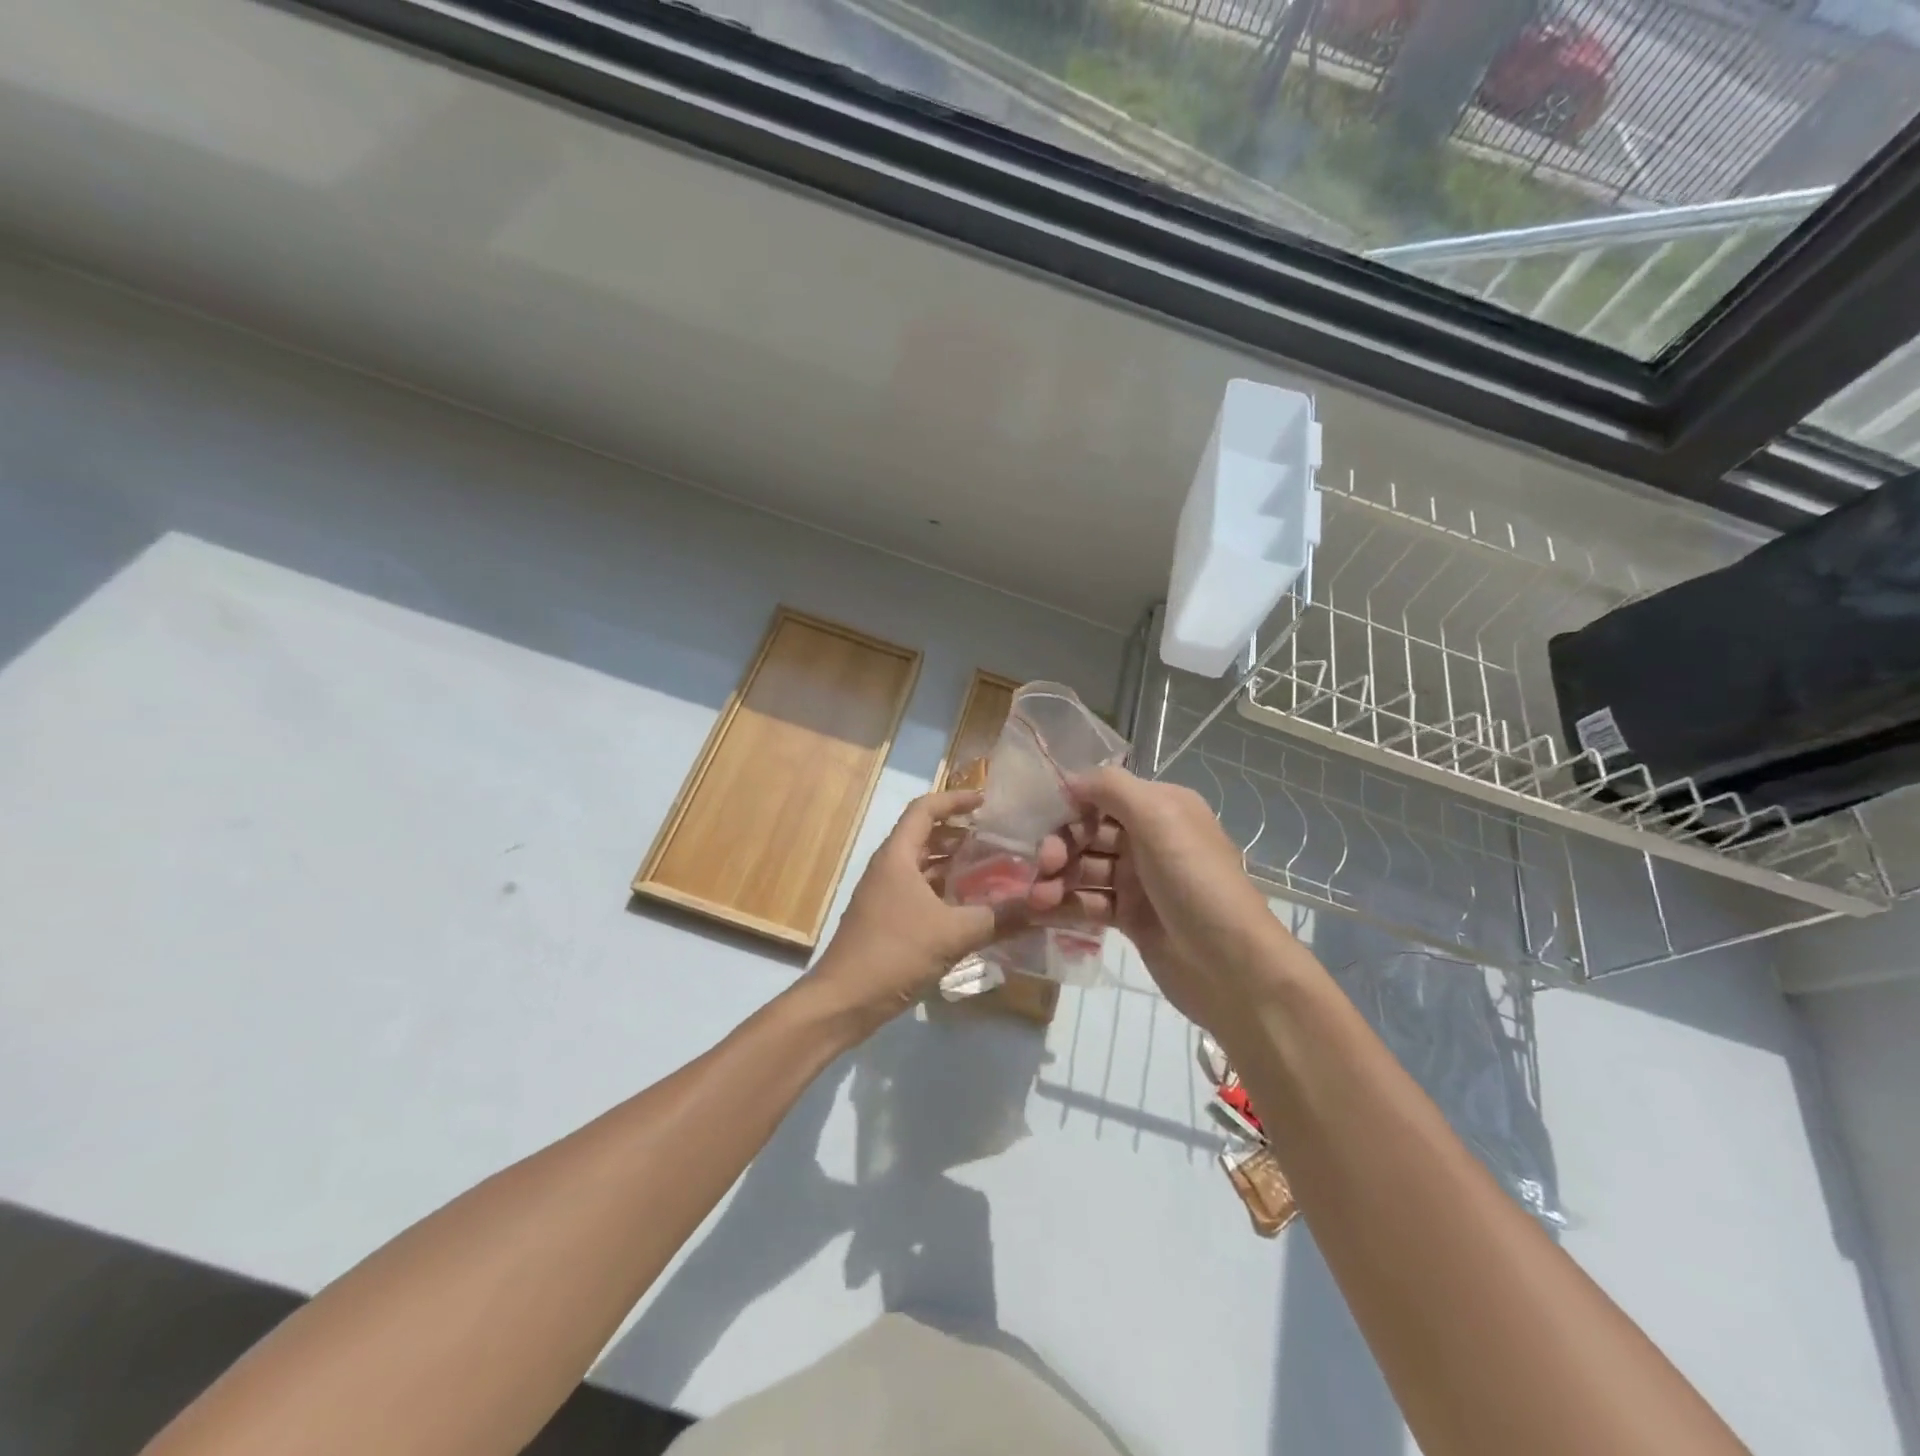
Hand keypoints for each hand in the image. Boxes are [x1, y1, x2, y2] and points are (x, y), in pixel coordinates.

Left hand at [807, 789, 1066, 1030]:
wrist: (843, 1002)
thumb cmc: (893, 953)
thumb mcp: (952, 933)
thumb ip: (998, 918)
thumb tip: (1042, 906)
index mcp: (897, 856)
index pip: (925, 809)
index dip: (955, 799)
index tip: (987, 800)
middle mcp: (889, 868)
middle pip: (926, 836)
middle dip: (962, 834)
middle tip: (1000, 837)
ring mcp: (886, 895)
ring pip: (925, 867)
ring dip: (956, 865)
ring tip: (995, 869)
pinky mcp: (888, 921)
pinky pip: (922, 893)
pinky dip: (947, 893)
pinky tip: (974, 908)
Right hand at [1065, 767, 1296, 1030]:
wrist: (1230, 966)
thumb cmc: (1194, 881)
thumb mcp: (1158, 818)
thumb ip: (1111, 788)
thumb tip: (1069, 780)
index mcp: (1161, 807)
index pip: (1103, 794)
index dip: (1071, 804)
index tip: (1042, 818)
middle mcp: (1149, 839)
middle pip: (1089, 832)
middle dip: (1061, 844)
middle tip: (1045, 864)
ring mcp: (1139, 881)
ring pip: (1085, 869)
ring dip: (1057, 878)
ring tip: (1037, 897)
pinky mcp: (1130, 918)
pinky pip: (1088, 902)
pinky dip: (1065, 905)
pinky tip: (1041, 911)